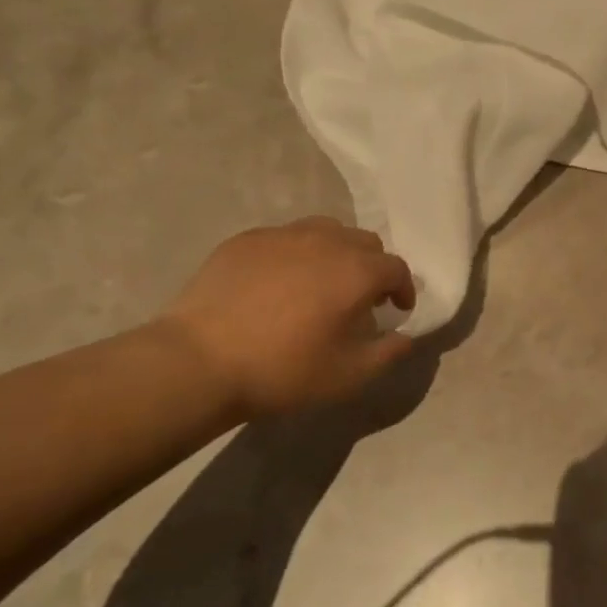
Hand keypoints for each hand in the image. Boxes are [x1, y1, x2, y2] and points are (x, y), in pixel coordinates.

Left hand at [157, 217, 416, 416]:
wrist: (200, 361)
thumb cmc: (284, 370)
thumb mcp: (349, 375)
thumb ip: (389, 353)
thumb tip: (405, 337)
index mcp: (356, 271)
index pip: (396, 267)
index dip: (403, 288)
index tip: (396, 310)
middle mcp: (325, 241)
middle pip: (364, 242)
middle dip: (372, 266)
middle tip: (360, 297)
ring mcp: (282, 235)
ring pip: (325, 230)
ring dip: (336, 252)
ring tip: (322, 282)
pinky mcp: (246, 240)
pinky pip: (285, 238)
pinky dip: (296, 254)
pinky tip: (278, 283)